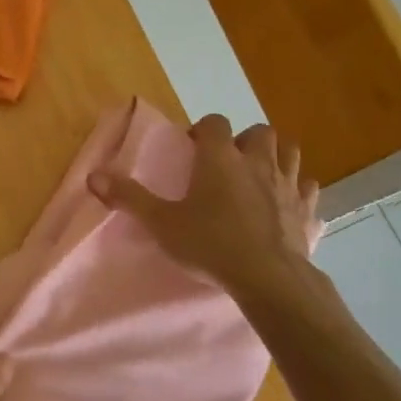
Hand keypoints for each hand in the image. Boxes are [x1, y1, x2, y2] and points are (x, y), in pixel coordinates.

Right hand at [89, 115, 327, 302]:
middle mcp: (257, 161)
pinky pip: (307, 186)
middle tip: (228, 163)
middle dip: (244, 140)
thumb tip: (93, 175)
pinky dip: (297, 188)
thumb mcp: (162, 222)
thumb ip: (129, 197)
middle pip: (258, 131)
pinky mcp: (306, 208)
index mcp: (220, 158)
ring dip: (275, 156)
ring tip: (258, 175)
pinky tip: (286, 201)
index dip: (203, 130)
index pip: (215, 123)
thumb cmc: (210, 244)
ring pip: (289, 151)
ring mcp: (287, 183)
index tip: (193, 148)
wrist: (267, 277)